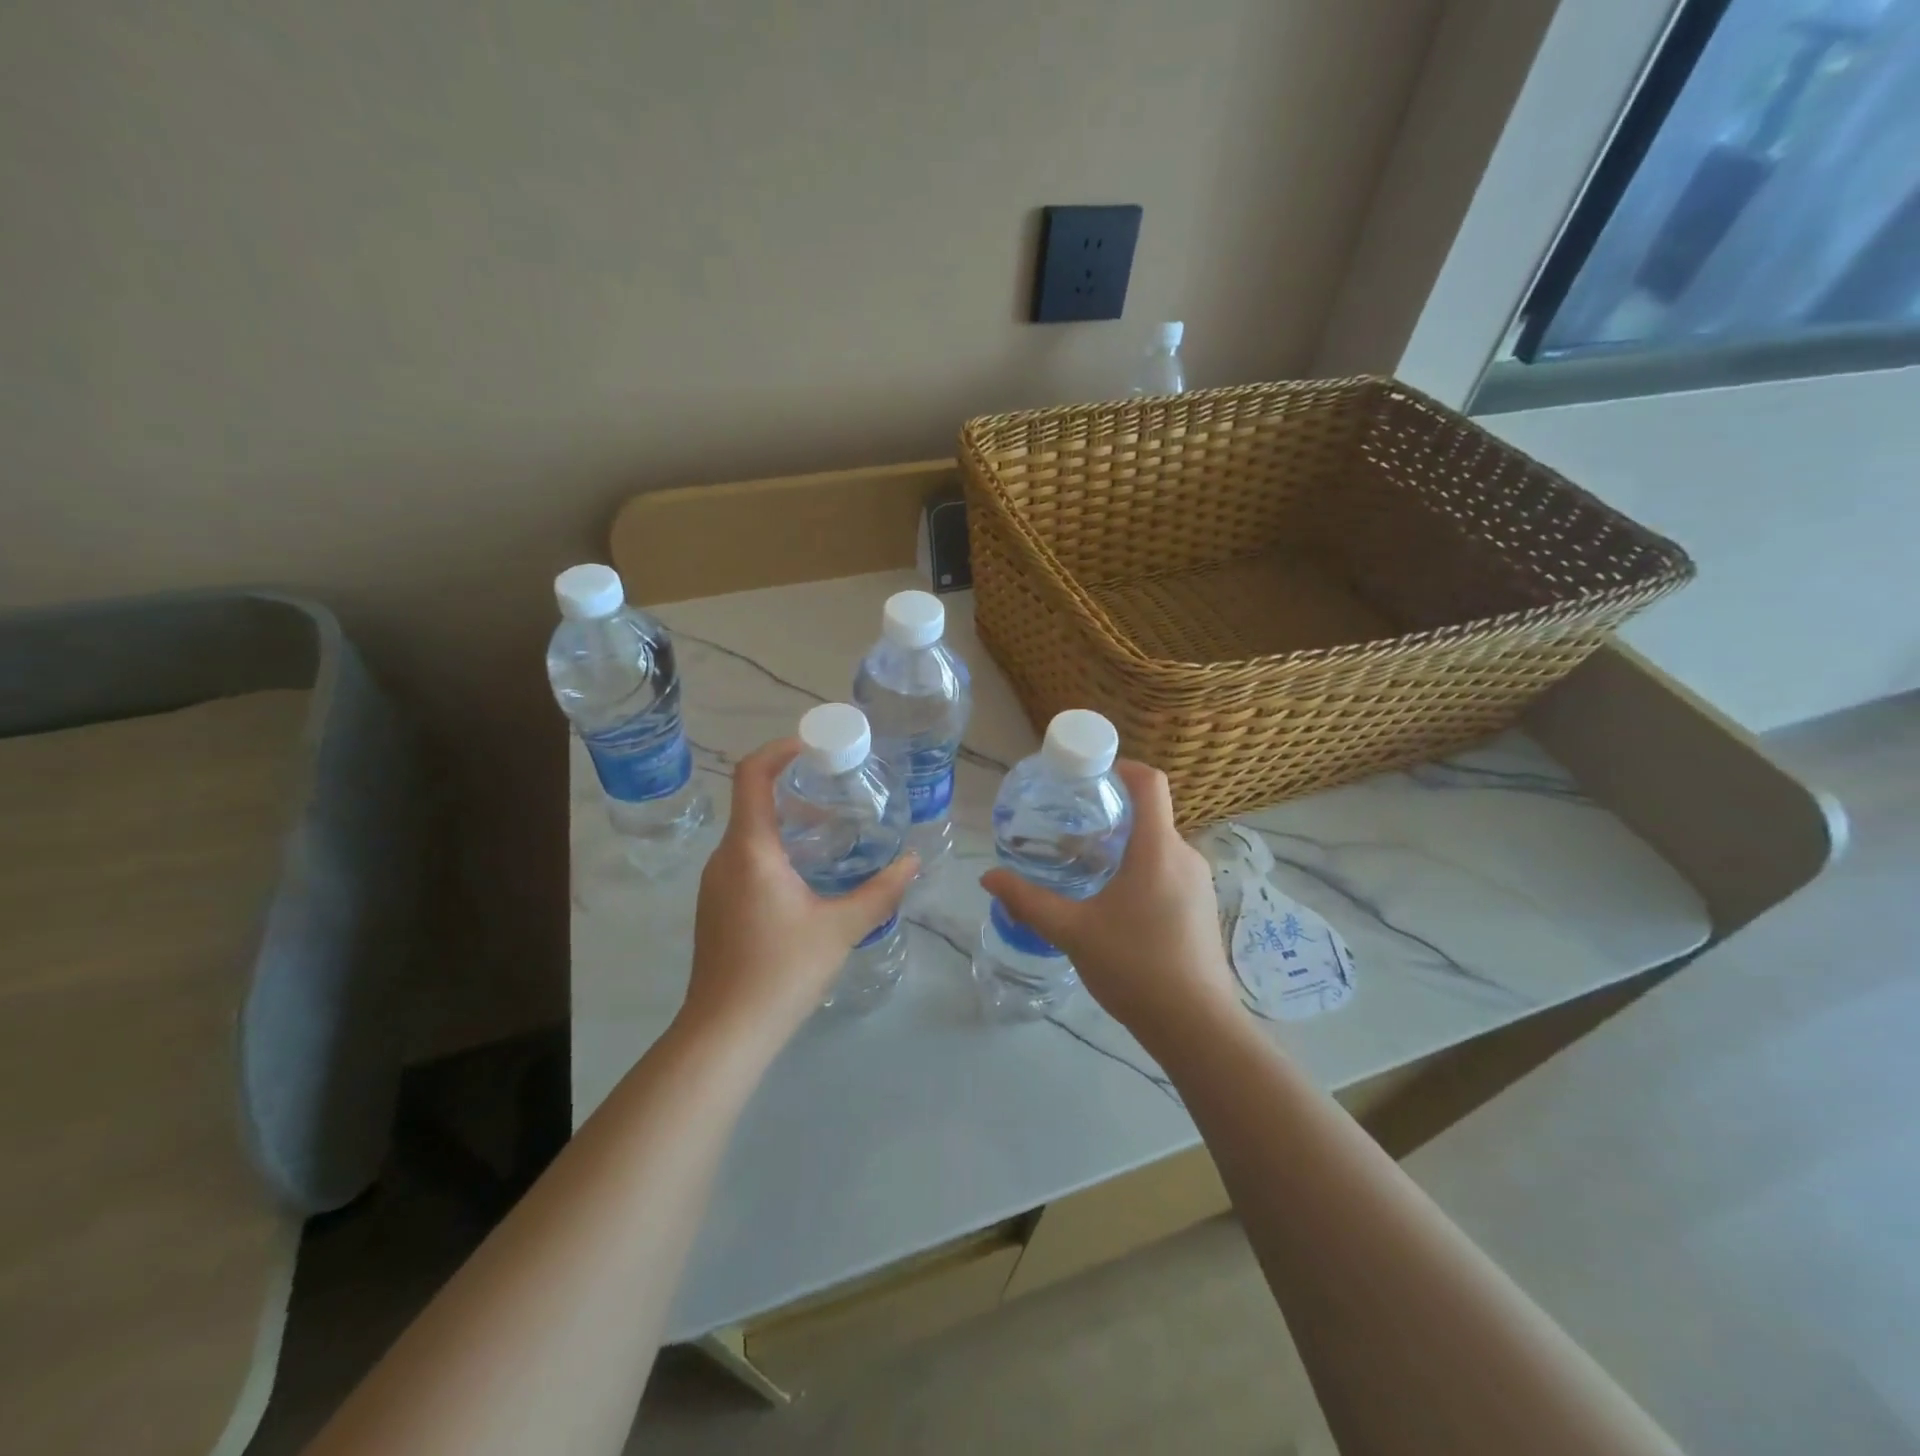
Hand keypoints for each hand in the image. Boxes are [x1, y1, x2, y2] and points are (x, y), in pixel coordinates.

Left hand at [681, 739, 917, 1052]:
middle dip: (795, 789)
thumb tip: (913, 861)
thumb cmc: (782, 971)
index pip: (753, 776)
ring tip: (833, 832)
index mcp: (750, 850)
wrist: (725, 1033)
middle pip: (753, 801)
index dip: (780, 750)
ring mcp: (715, 883)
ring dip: (788, 822)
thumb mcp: (841, 928)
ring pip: (750, 833)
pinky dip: (776, 849)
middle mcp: (725, 857)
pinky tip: (808, 876)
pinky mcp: (716, 906)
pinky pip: (745, 859)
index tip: (814, 745)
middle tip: (839, 790)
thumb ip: (881, 891)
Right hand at [980, 760, 1240, 1051]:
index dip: (1121, 766)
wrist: (1196, 1026)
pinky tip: (1113, 900)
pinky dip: (1140, 868)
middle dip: (1110, 813)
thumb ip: (1028, 901)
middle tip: (1069, 825)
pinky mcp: (1202, 908)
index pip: (1149, 782)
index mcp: (1158, 848)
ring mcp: (1199, 883)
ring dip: (1123, 844)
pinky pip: (1168, 869)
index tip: (1088, 773)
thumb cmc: (1135, 966)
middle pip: (1150, 814)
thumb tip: (988, 877)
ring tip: (1084, 864)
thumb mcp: (1073, 931)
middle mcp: (1184, 855)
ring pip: (1158, 845)